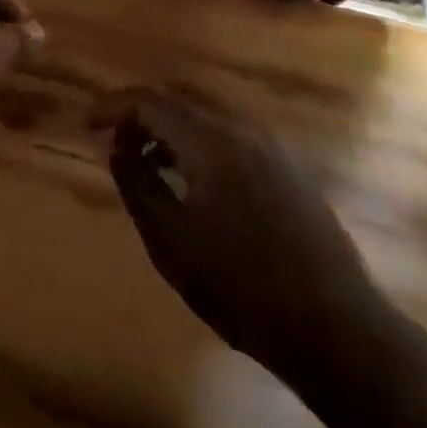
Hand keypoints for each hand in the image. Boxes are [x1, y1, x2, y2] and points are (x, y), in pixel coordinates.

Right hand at [107, 90, 383, 379]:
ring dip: (172, 126)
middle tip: (117, 141)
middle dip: (141, 112)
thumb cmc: (244, 289)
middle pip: (179, 96)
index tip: (86, 123)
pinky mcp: (288, 167)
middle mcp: (241, 128)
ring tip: (151, 162)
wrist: (340, 332)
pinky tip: (195, 179)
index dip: (112, 106)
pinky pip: (231, 132)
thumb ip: (138, 185)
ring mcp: (271, 146)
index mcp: (210, 140)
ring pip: (207, 112)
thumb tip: (118, 149)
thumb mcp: (172, 242)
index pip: (149, 100)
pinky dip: (200, 139)